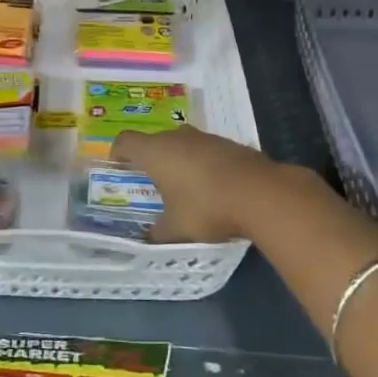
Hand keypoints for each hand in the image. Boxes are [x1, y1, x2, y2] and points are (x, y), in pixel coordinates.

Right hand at [110, 126, 298, 244]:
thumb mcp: (175, 229)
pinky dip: (202, 163)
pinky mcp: (229, 143)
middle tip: (150, 183)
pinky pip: (205, 150)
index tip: (118, 168)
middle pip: (154, 141)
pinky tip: (211, 187)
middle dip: (149, 159)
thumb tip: (147, 239)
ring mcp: (205, 137)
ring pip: (182, 143)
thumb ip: (156, 234)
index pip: (125, 141)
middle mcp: (177, 137)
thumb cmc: (206, 207)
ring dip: (178, 160)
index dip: (117, 153)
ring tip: (181, 186)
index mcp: (155, 152)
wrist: (260, 193)